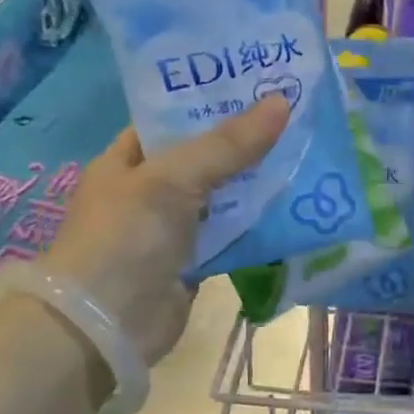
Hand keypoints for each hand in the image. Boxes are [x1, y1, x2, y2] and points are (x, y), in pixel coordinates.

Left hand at [42, 97, 289, 365]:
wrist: (104, 328)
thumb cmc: (125, 238)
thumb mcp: (173, 178)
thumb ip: (228, 144)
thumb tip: (282, 102)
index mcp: (129, 159)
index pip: (175, 117)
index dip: (214, 100)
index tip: (263, 85)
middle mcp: (151, 189)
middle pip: (207, 155)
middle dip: (249, 140)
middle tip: (299, 116)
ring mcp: (174, 227)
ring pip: (227, 194)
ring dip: (261, 181)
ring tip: (309, 153)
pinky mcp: (197, 261)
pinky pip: (236, 232)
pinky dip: (262, 222)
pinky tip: (299, 204)